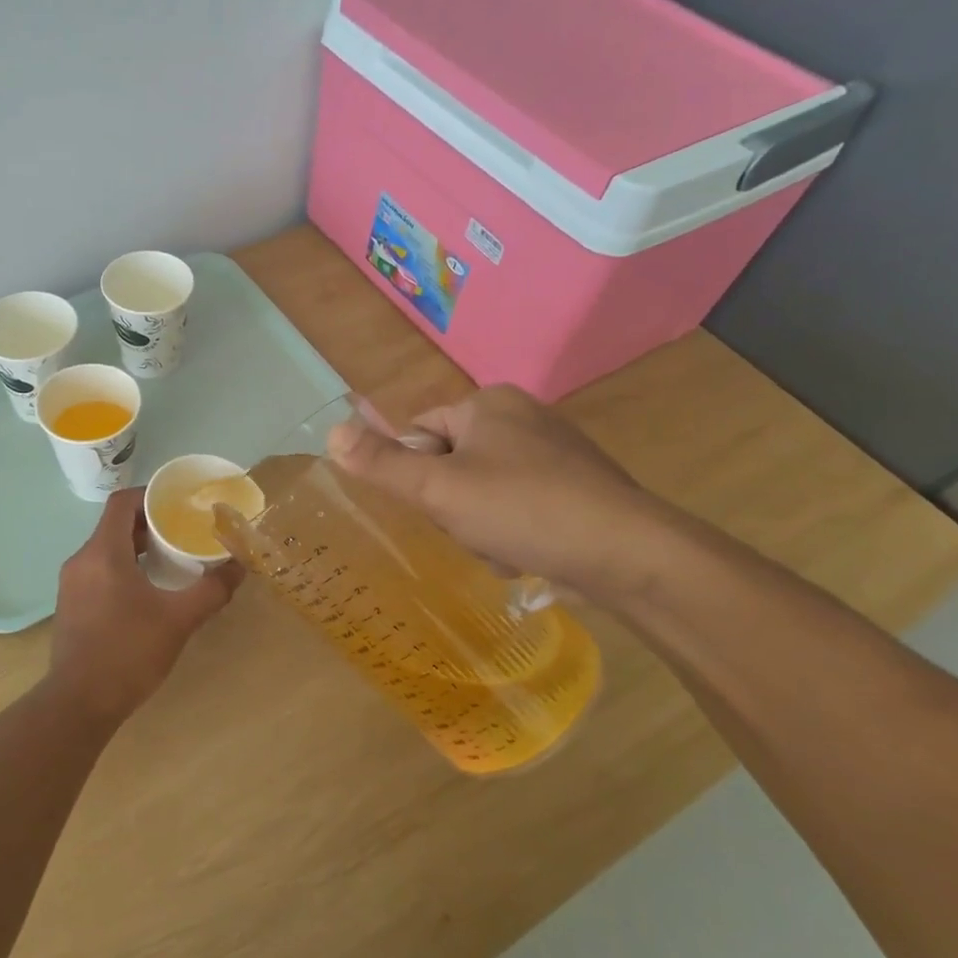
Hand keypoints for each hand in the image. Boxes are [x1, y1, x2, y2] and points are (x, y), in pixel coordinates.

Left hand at [49, 488, 245, 720]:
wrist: (79, 703)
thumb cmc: (128, 652)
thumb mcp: (179, 619)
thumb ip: (212, 589)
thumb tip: (240, 565)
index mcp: (103, 553)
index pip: (122, 503)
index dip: (150, 495)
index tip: (178, 504)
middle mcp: (81, 561)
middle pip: (114, 525)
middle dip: (149, 524)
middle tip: (182, 532)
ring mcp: (71, 585)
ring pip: (106, 550)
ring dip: (136, 548)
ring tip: (171, 561)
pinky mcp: (70, 606)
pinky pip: (98, 572)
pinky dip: (123, 569)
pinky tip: (147, 592)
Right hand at [326, 385, 669, 596]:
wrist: (626, 552)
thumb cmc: (522, 508)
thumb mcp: (438, 488)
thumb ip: (382, 463)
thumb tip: (330, 433)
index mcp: (488, 404)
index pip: (420, 431)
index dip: (416, 474)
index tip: (434, 506)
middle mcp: (522, 417)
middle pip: (451, 464)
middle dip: (452, 506)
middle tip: (470, 529)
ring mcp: (555, 452)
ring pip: (483, 491)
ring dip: (480, 526)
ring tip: (502, 547)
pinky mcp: (577, 487)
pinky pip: (519, 505)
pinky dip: (513, 532)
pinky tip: (526, 554)